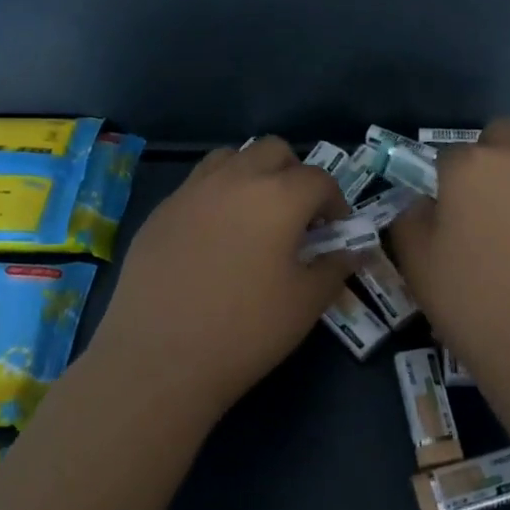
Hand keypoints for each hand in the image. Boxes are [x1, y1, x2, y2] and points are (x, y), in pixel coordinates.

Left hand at [80, 137, 355, 424]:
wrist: (157, 359)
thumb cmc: (245, 331)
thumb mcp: (306, 304)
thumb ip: (335, 267)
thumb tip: (351, 250)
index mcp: (279, 196)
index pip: (319, 179)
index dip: (335, 202)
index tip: (334, 231)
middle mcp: (236, 179)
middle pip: (274, 150)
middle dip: (294, 174)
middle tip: (296, 215)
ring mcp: (192, 190)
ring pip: (232, 157)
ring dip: (252, 174)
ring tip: (254, 215)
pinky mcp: (161, 211)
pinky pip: (197, 184)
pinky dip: (217, 195)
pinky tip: (214, 238)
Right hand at [388, 118, 509, 377]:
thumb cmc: (473, 300)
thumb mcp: (416, 263)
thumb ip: (411, 219)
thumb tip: (425, 204)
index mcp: (470, 165)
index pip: (450, 155)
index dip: (447, 181)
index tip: (450, 210)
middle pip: (503, 132)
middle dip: (494, 154)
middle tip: (491, 198)